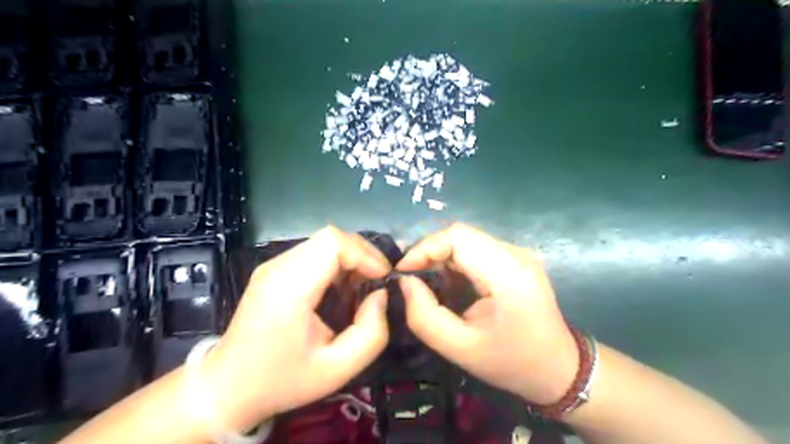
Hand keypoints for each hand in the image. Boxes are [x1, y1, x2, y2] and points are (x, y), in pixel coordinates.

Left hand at [203, 225, 388, 429]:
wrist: (227, 387)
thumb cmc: (282, 381)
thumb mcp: (337, 369)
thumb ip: (372, 333)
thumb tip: (380, 296)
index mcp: (289, 289)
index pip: (333, 243)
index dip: (365, 254)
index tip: (382, 279)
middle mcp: (278, 268)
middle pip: (330, 237)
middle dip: (362, 254)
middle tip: (377, 281)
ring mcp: (272, 266)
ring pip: (323, 242)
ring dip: (350, 258)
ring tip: (361, 286)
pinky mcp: (273, 270)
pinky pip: (313, 252)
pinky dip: (336, 262)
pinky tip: (340, 287)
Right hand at [398, 224, 578, 403]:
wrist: (559, 369)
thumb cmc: (512, 363)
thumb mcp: (460, 348)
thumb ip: (424, 316)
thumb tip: (404, 282)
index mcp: (507, 272)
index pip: (457, 236)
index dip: (424, 248)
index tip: (403, 273)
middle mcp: (514, 253)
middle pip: (460, 235)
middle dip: (428, 253)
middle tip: (410, 279)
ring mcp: (517, 253)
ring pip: (466, 240)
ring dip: (440, 257)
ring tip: (424, 282)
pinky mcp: (514, 259)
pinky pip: (475, 249)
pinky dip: (454, 261)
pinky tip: (447, 282)